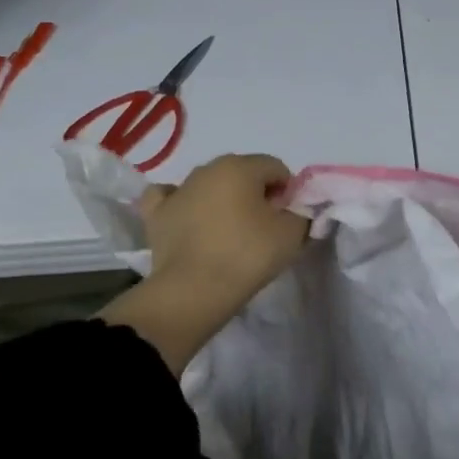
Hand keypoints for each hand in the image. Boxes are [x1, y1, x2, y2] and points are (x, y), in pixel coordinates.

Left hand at [102, 153, 308, 373]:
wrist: (193, 291)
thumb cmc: (247, 256)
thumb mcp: (292, 234)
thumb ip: (301, 214)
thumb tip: (295, 211)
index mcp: (241, 166)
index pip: (276, 168)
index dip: (287, 192)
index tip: (287, 219)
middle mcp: (207, 169)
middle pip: (243, 173)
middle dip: (256, 194)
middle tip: (263, 228)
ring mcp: (178, 190)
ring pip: (210, 185)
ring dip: (223, 200)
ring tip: (229, 234)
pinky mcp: (157, 214)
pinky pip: (170, 197)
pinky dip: (182, 204)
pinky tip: (189, 217)